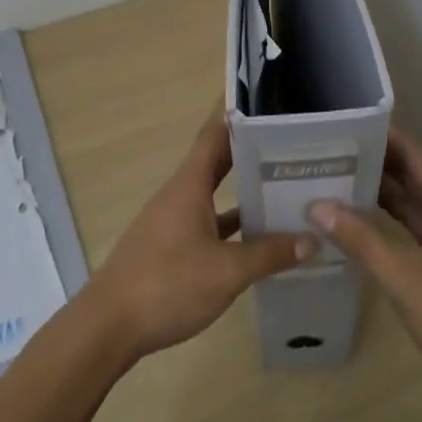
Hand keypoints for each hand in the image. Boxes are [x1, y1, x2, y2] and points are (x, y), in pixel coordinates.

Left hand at [82, 113, 315, 363]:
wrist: (109, 327)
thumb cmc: (167, 285)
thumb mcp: (226, 272)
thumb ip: (269, 254)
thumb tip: (312, 239)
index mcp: (189, 185)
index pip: (214, 134)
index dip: (234, 111)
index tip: (262, 94)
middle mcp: (180, 195)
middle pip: (217, 161)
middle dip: (249, 148)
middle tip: (289, 138)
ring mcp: (173, 222)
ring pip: (214, 194)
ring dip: (243, 188)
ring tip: (283, 182)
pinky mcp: (171, 248)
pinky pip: (208, 223)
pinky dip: (232, 224)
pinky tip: (258, 237)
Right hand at [310, 129, 421, 408]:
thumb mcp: (403, 277)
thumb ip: (360, 239)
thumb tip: (317, 205)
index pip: (415, 156)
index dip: (385, 137)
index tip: (348, 124)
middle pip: (414, 179)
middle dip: (377, 165)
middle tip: (332, 153)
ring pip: (415, 207)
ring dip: (382, 196)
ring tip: (338, 182)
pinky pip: (418, 232)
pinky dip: (391, 225)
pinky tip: (362, 228)